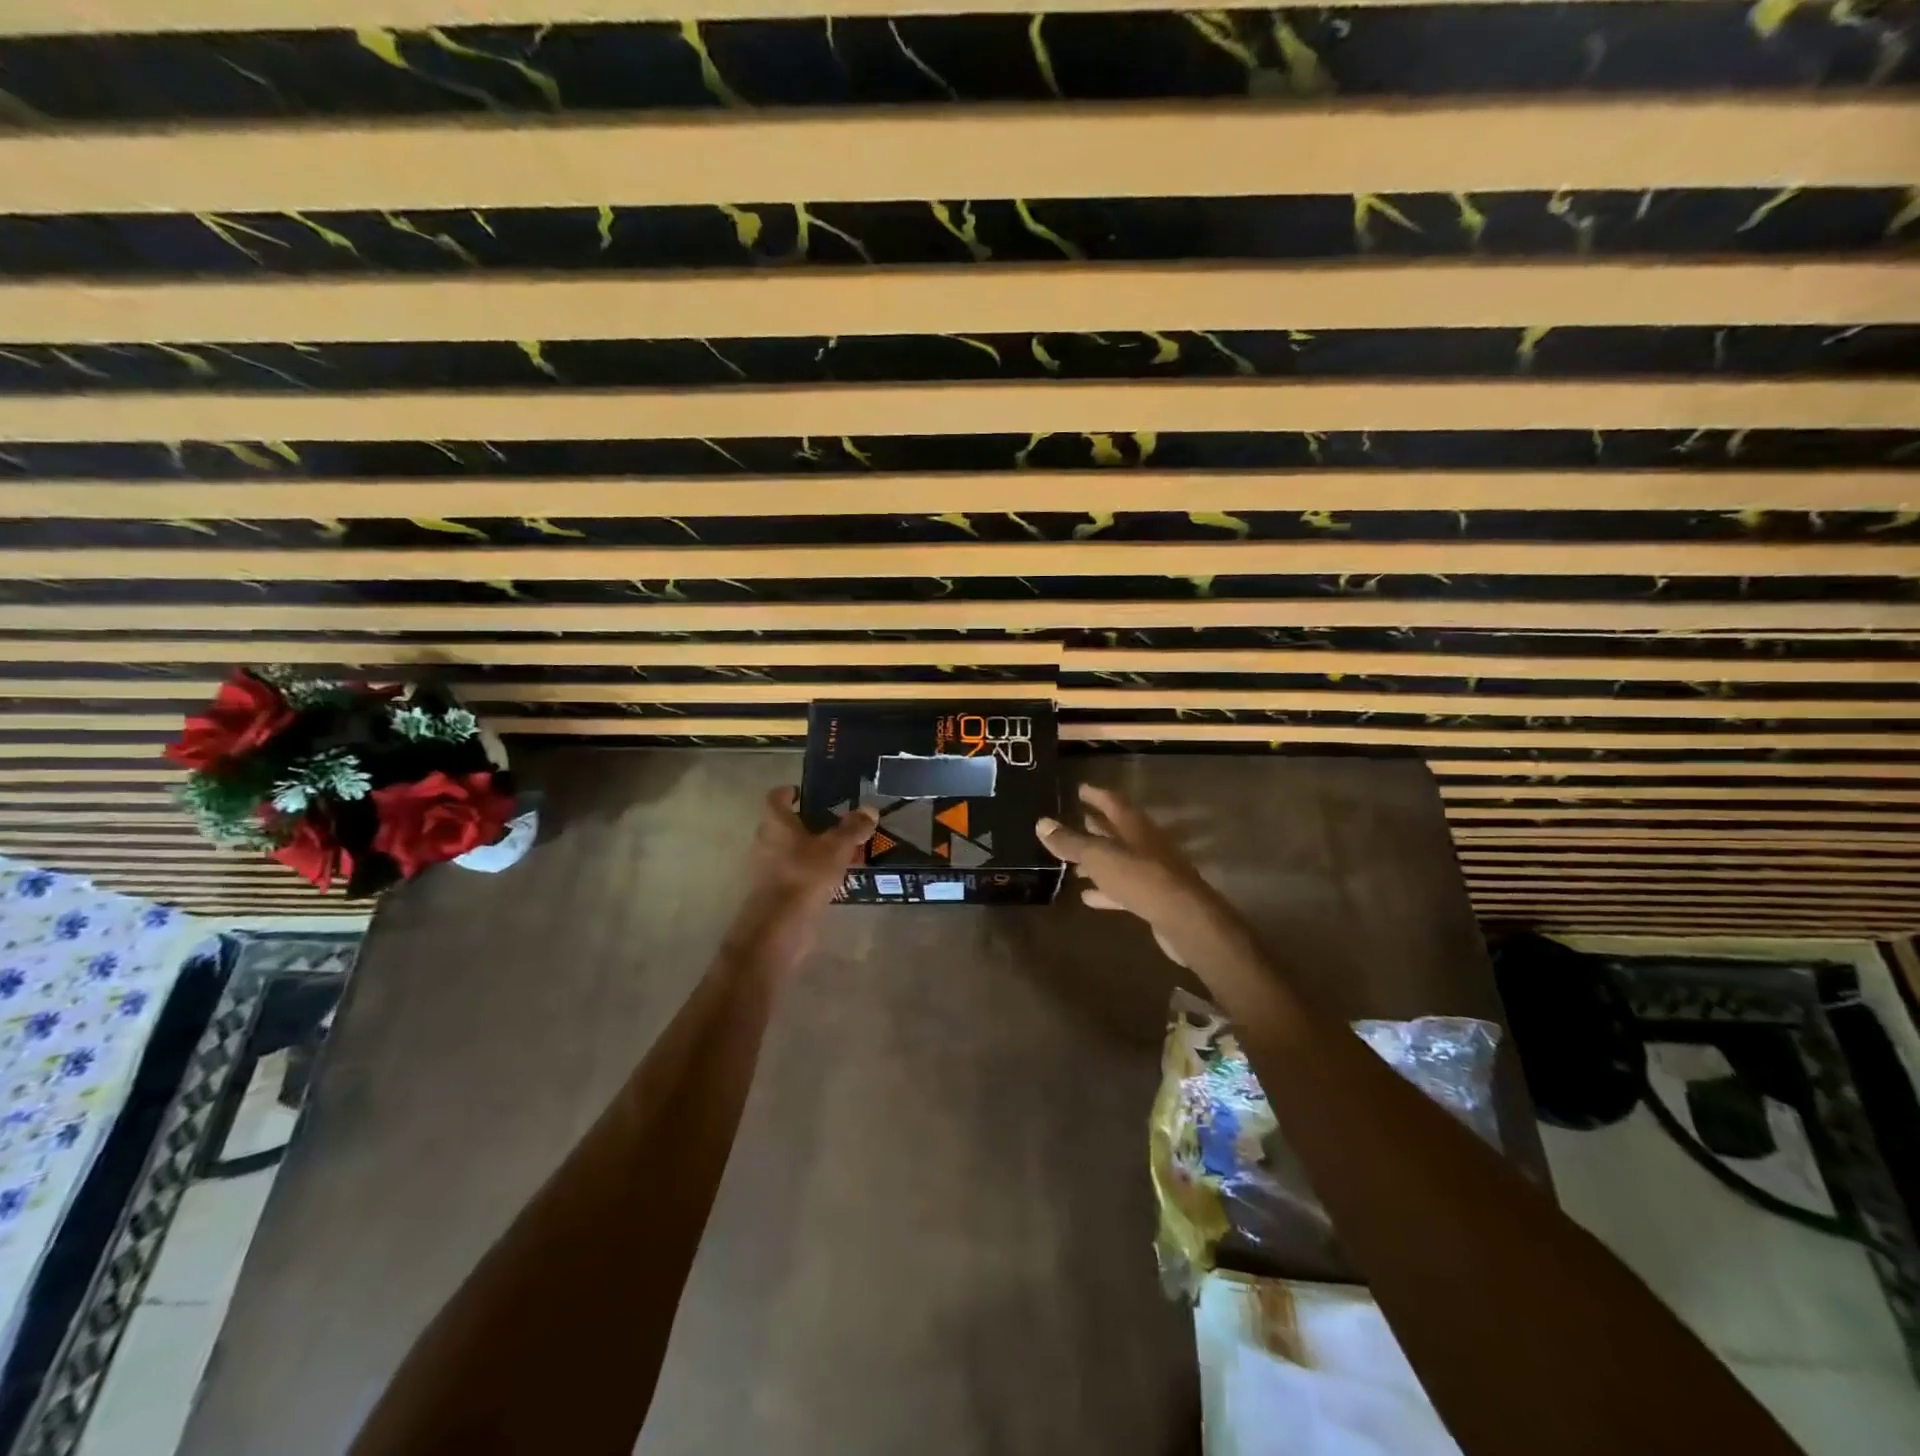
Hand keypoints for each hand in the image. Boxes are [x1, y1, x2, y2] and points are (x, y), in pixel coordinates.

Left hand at [723, 787, 876, 974]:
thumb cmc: (804, 876)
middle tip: (833, 824)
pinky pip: (793, 874)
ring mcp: (766, 869)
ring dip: (809, 850)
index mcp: (776, 823)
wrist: (779, 927)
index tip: (805, 793)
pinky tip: (831, 879)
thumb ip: (853, 828)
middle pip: (783, 825)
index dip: (789, 792)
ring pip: (789, 851)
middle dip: (806, 824)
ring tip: (839, 852)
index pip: (776, 797)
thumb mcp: (836, 848)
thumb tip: (870, 809)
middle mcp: (765, 842)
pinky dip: (809, 873)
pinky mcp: (773, 893)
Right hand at [1037, 783, 1240, 969]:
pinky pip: (1123, 888)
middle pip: (1117, 830)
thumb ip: (1070, 842)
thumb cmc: (1140, 878)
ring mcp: (1152, 871)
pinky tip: (1088, 896)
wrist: (1184, 919)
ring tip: (1073, 864)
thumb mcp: (1099, 856)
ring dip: (1098, 860)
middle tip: (1076, 820)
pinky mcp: (1153, 898)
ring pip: (1119, 860)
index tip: (1080, 789)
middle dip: (1096, 825)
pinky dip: (1105, 889)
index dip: (1095, 794)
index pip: (1113, 801)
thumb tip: (1042, 823)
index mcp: (1134, 826)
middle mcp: (1145, 844)